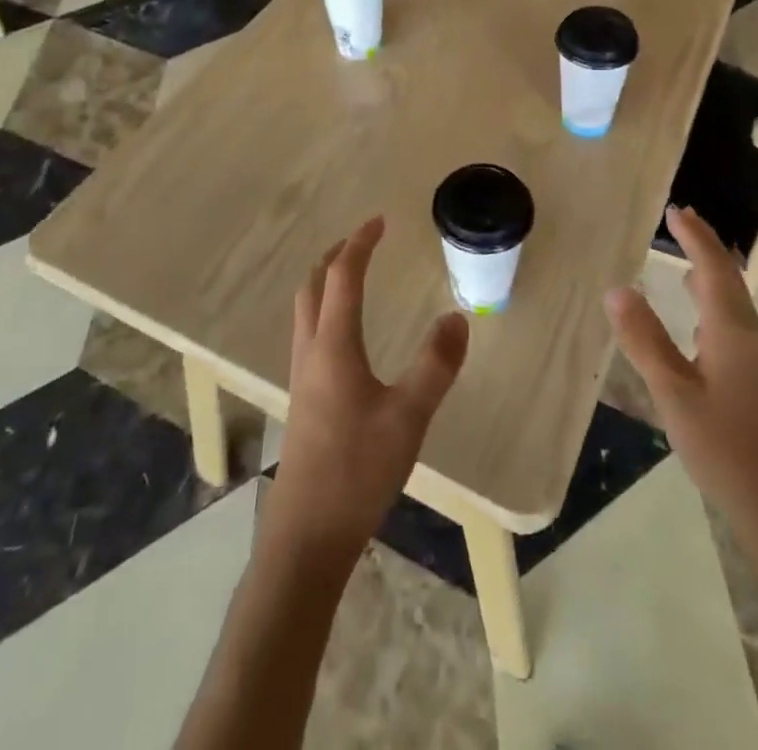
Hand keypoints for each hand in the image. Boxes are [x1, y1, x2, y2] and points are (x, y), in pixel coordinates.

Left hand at [268, 217, 469, 561]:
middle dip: (336, 255)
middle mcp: (311, 351)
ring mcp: (301, 376)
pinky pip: (309, 333)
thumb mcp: (408, 417)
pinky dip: (325, 309)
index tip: (380, 221)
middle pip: (314, 285)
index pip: (343, 276)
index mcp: (334, 345)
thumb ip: (435, 365)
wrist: (306, 536)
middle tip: (364, 241)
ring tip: (354, 275)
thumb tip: (456, 317)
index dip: (360, 243)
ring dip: (326, 280)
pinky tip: (346, 335)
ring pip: (306, 309)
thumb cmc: (357, 471)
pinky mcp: (302, 399)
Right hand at [606, 205, 757, 518]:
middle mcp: (752, 336)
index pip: (712, 267)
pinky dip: (715, 305)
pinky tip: (701, 323)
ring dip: (712, 276)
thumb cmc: (726, 449)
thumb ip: (645, 340)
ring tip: (688, 264)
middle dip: (706, 248)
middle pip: (729, 279)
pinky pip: (735, 325)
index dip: (694, 236)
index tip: (676, 209)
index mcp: (733, 330)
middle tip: (682, 223)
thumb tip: (617, 288)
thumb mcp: (674, 393)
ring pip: (735, 303)